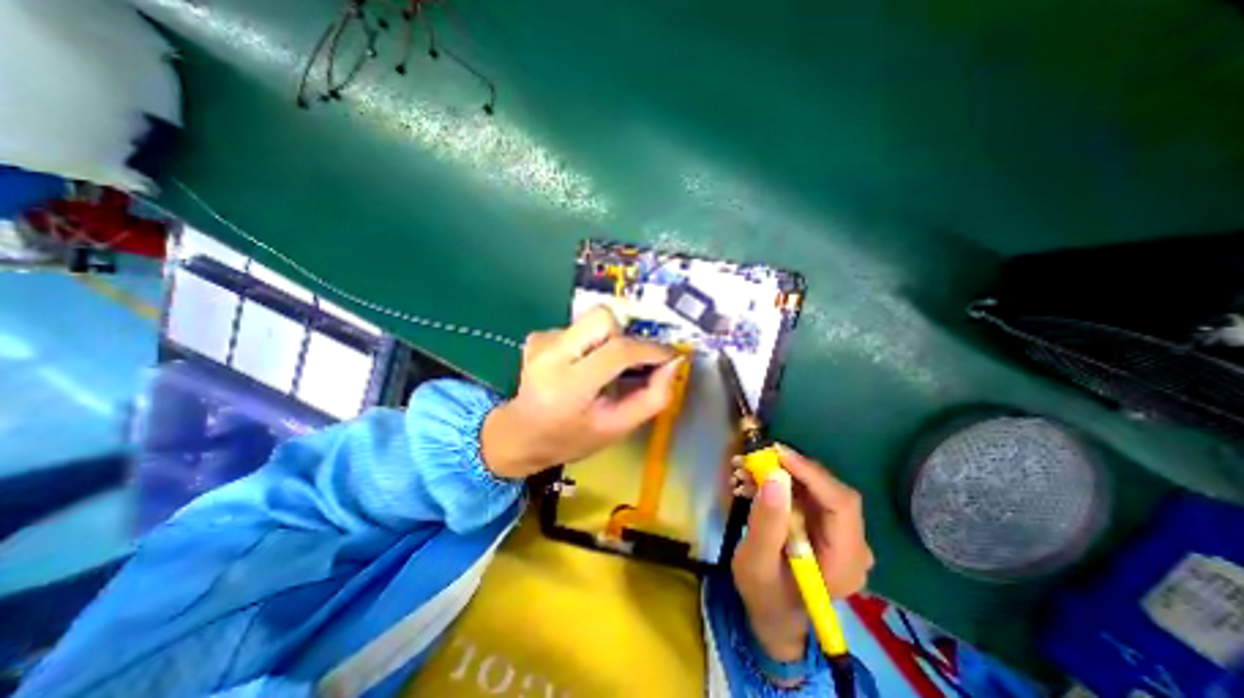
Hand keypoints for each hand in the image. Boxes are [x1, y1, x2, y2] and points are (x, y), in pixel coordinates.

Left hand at [481, 307, 683, 479]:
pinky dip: (589, 343)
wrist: (521, 434)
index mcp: (568, 387)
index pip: (617, 351)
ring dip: (607, 340)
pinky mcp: (538, 336)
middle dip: (625, 336)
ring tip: (601, 369)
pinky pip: (578, 327)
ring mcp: (541, 341)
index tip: (670, 354)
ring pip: (592, 319)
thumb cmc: (573, 438)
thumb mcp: (618, 427)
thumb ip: (653, 398)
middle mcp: (550, 355)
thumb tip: (673, 363)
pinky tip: (580, 366)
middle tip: (629, 362)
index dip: (650, 349)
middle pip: (602, 317)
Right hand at [732, 443, 871, 660]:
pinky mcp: (825, 527)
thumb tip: (774, 477)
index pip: (841, 505)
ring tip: (745, 470)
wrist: (773, 615)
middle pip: (829, 492)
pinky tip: (753, 482)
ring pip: (815, 488)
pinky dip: (780, 483)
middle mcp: (852, 545)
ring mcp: (840, 535)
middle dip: (791, 470)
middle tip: (754, 459)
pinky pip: (806, 495)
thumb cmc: (765, 596)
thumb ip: (766, 523)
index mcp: (845, 562)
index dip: (812, 474)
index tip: (777, 453)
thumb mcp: (756, 563)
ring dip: (781, 474)